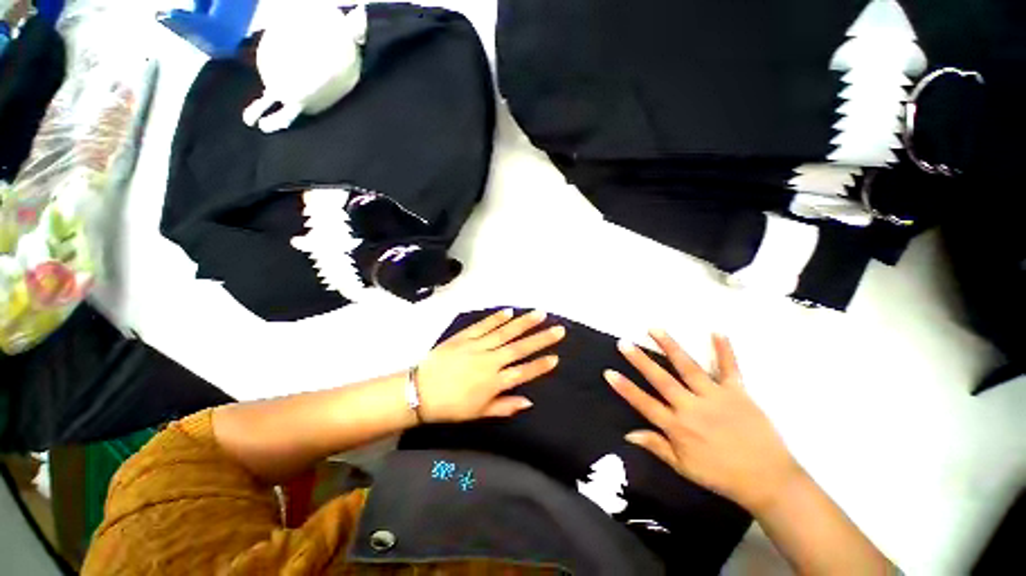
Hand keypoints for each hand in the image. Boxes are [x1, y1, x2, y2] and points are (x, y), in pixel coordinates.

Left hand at [415, 309, 564, 422]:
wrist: (420, 391)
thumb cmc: (451, 407)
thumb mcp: (479, 413)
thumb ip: (505, 406)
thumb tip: (529, 401)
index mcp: (494, 383)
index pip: (523, 372)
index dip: (540, 365)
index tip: (556, 357)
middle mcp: (490, 361)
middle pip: (519, 348)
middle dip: (541, 339)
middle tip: (559, 329)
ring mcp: (477, 346)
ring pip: (505, 333)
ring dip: (523, 323)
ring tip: (540, 314)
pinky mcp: (464, 337)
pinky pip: (483, 326)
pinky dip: (496, 318)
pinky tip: (509, 311)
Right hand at [605, 331, 802, 514]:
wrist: (768, 479)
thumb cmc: (721, 475)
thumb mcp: (684, 468)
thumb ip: (656, 446)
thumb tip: (628, 433)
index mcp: (678, 427)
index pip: (644, 403)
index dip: (625, 388)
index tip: (609, 372)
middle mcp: (692, 407)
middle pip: (661, 380)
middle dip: (640, 361)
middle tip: (624, 343)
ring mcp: (715, 397)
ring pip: (688, 367)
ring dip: (670, 346)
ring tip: (654, 329)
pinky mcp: (738, 392)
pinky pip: (730, 368)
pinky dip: (724, 350)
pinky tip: (716, 331)